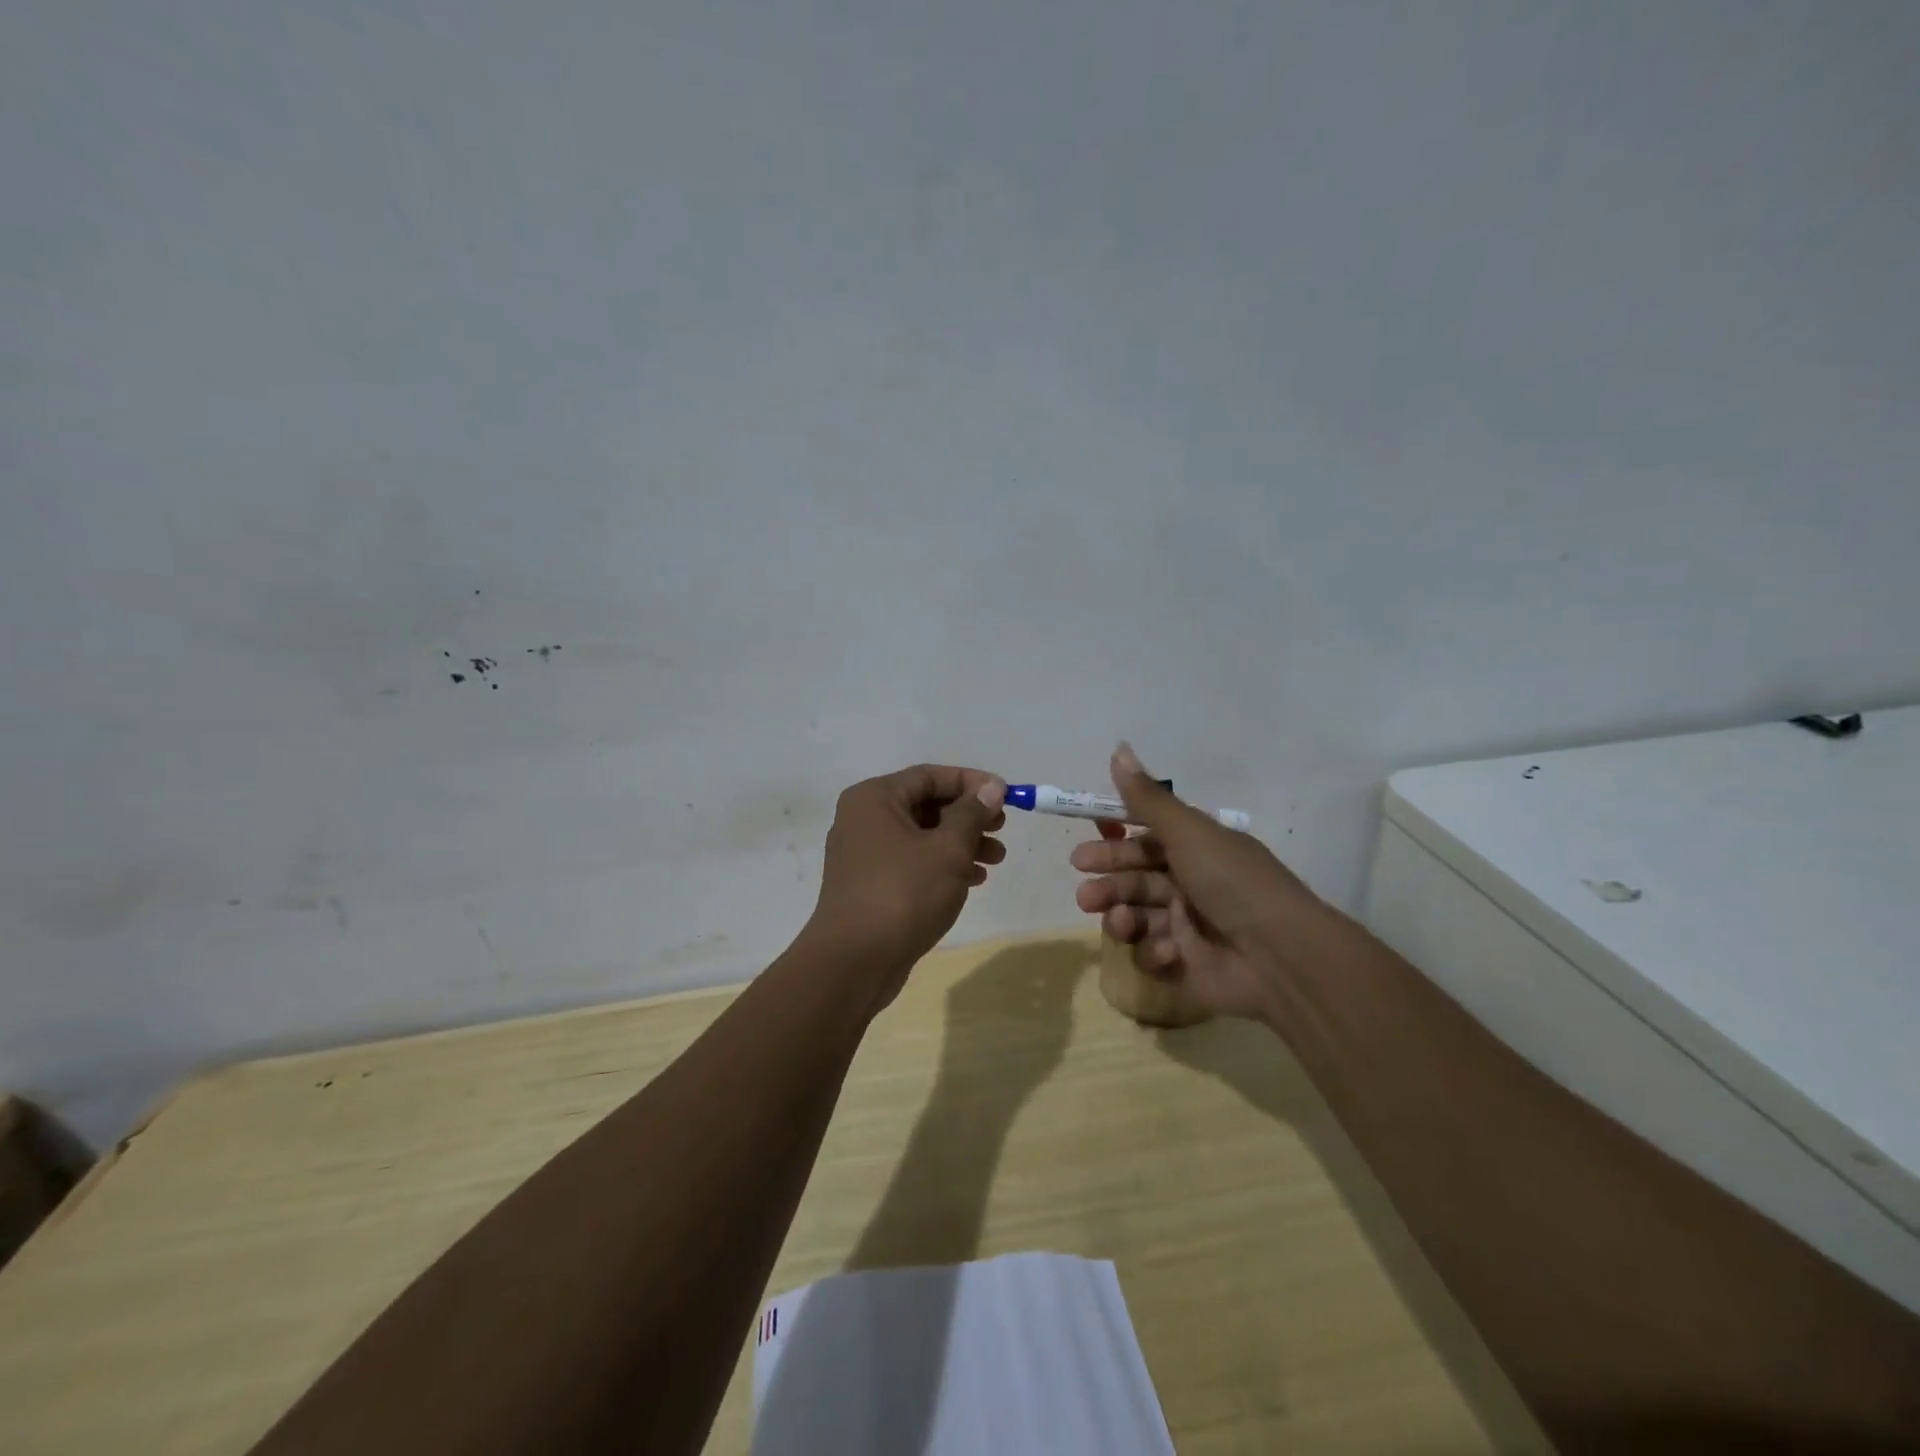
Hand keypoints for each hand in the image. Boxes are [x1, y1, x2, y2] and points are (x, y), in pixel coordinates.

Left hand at [806, 764, 1007, 1000]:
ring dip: (960, 843)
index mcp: (874, 798)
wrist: (855, 961)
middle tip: (1002, 829)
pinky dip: (941, 865)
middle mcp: (863, 819)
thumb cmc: (903, 893)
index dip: (971, 782)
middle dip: (968, 817)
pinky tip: (972, 880)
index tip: (1004, 795)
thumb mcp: (948, 849)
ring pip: (921, 836)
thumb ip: (971, 814)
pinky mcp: (868, 884)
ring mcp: (863, 854)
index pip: (929, 776)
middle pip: (925, 805)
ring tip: (996, 859)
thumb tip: (991, 787)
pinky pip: (911, 862)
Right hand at [1070, 744, 1330, 1021]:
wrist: (1281, 957)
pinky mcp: (1187, 964)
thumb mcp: (1188, 833)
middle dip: (1108, 881)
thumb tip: (1119, 747)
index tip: (1090, 834)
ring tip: (1121, 923)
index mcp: (1197, 848)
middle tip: (1085, 893)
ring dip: (1122, 916)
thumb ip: (1147, 798)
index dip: (1116, 835)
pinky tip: (1166, 950)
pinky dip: (1153, 950)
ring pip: (1137, 914)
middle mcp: (1191, 882)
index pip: (1147, 835)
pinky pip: (1153, 952)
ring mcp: (1189, 925)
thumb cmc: (1232, 883)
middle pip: (1136, 876)